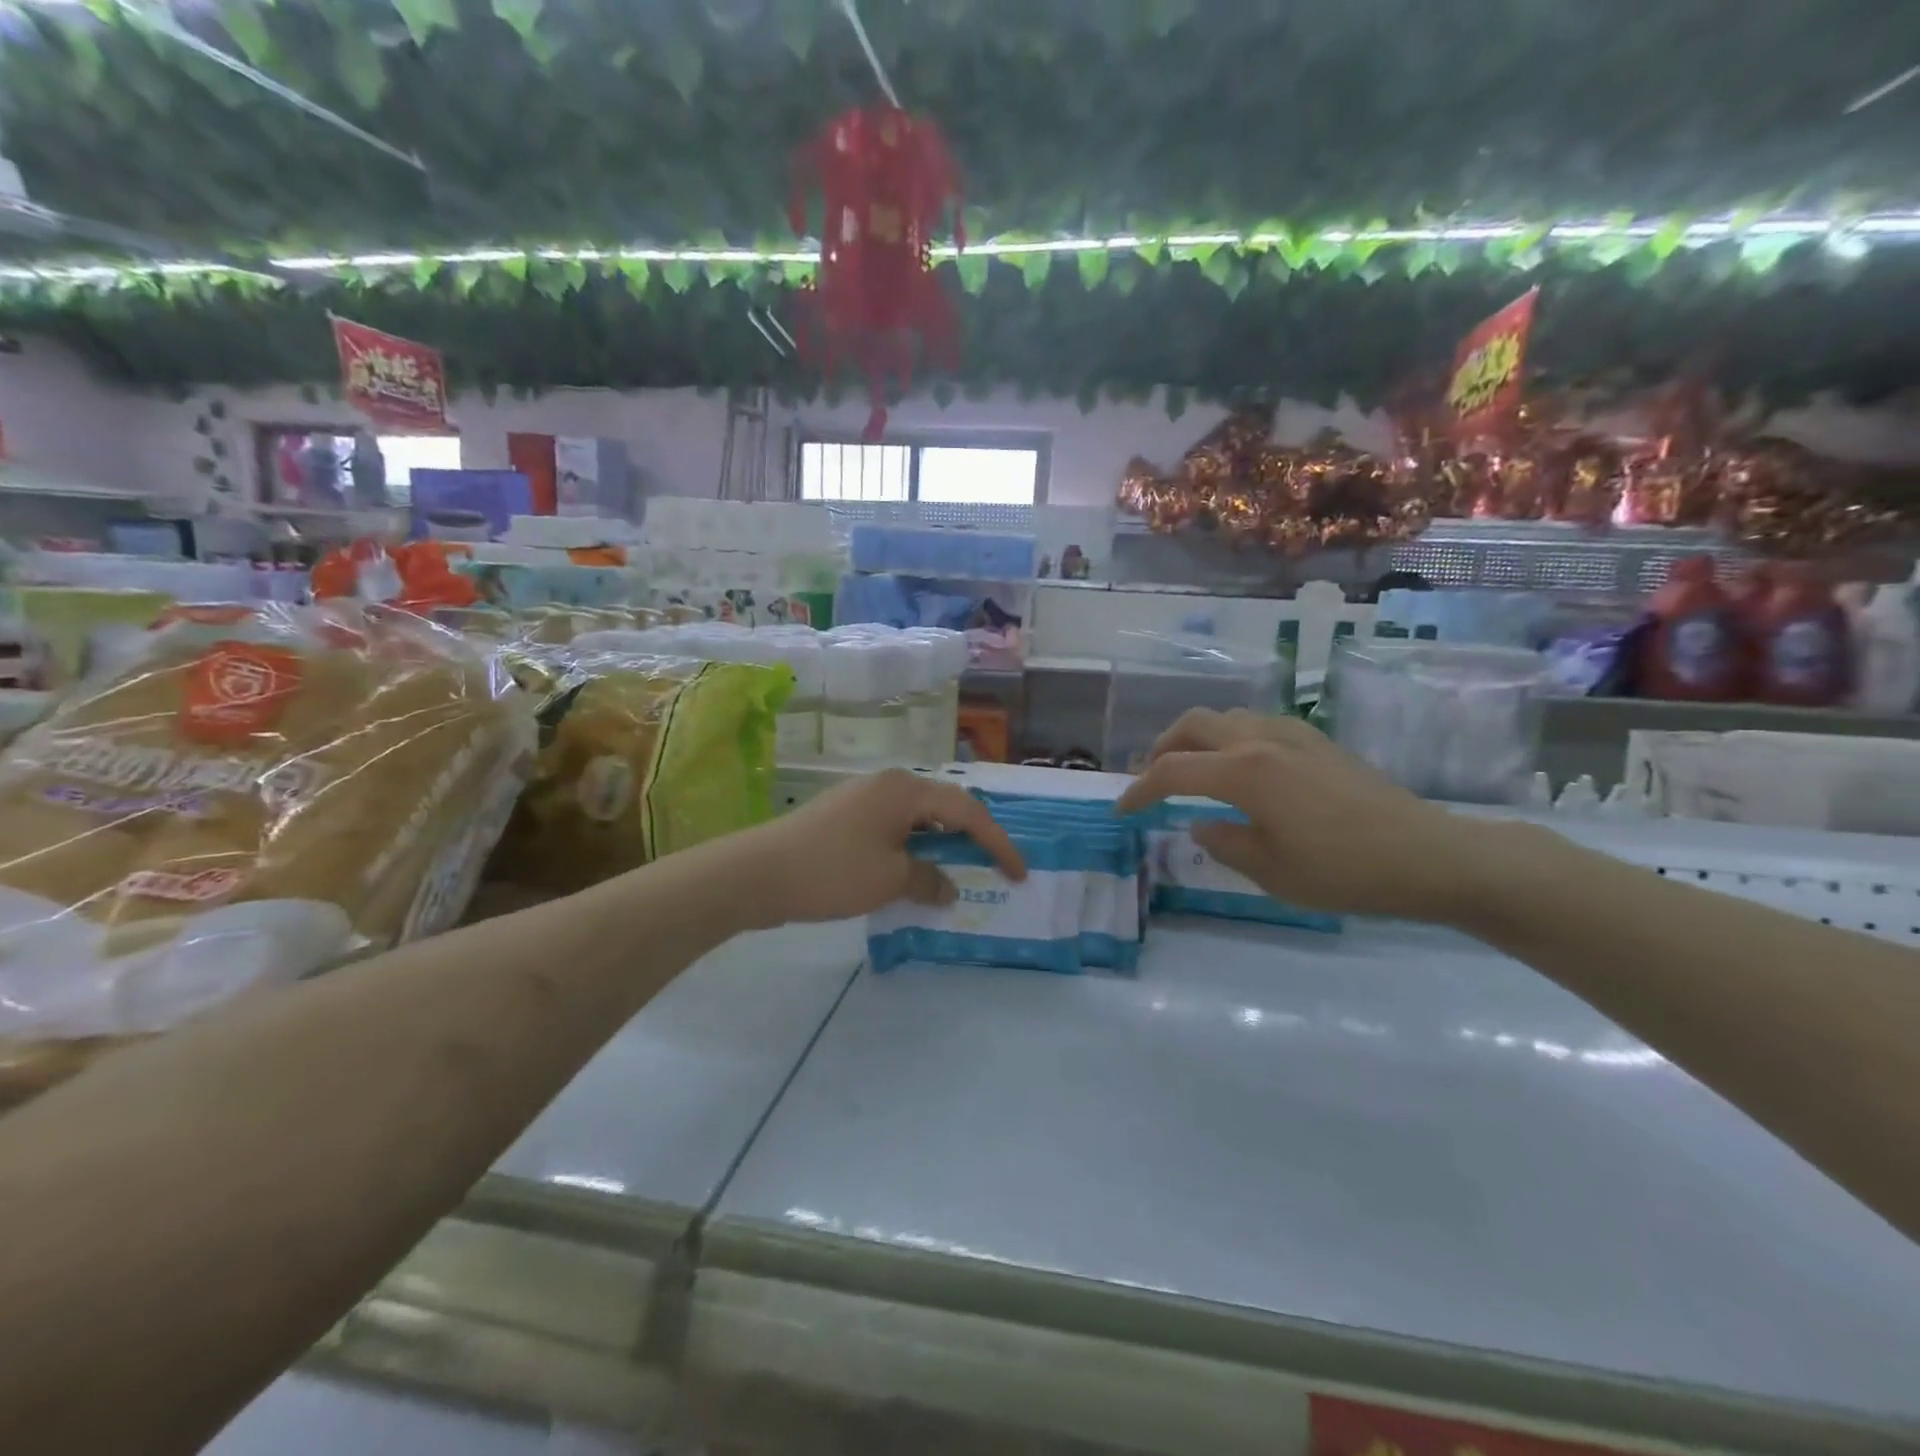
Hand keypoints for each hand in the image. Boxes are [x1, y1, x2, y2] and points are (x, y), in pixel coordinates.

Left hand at [736, 769, 1025, 927]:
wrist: (758, 873)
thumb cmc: (833, 871)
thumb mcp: (890, 880)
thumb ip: (929, 880)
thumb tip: (947, 887)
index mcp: (906, 790)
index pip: (967, 811)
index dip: (997, 842)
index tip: (1019, 873)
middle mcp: (889, 784)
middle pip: (944, 808)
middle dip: (971, 839)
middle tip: (993, 869)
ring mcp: (864, 798)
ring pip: (918, 820)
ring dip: (940, 847)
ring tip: (957, 875)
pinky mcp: (846, 817)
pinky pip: (894, 829)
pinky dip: (913, 850)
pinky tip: (914, 876)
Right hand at [1115, 708, 1507, 921]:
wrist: (1428, 855)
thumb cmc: (1343, 871)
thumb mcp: (1270, 871)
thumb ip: (1223, 843)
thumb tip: (1201, 824)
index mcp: (1243, 772)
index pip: (1171, 772)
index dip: (1139, 790)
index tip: (1122, 810)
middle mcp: (1260, 740)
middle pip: (1192, 725)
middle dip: (1161, 749)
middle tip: (1152, 780)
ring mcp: (1292, 734)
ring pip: (1224, 718)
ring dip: (1196, 740)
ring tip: (1191, 772)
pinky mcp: (1316, 740)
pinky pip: (1255, 724)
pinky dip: (1229, 738)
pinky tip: (1240, 769)